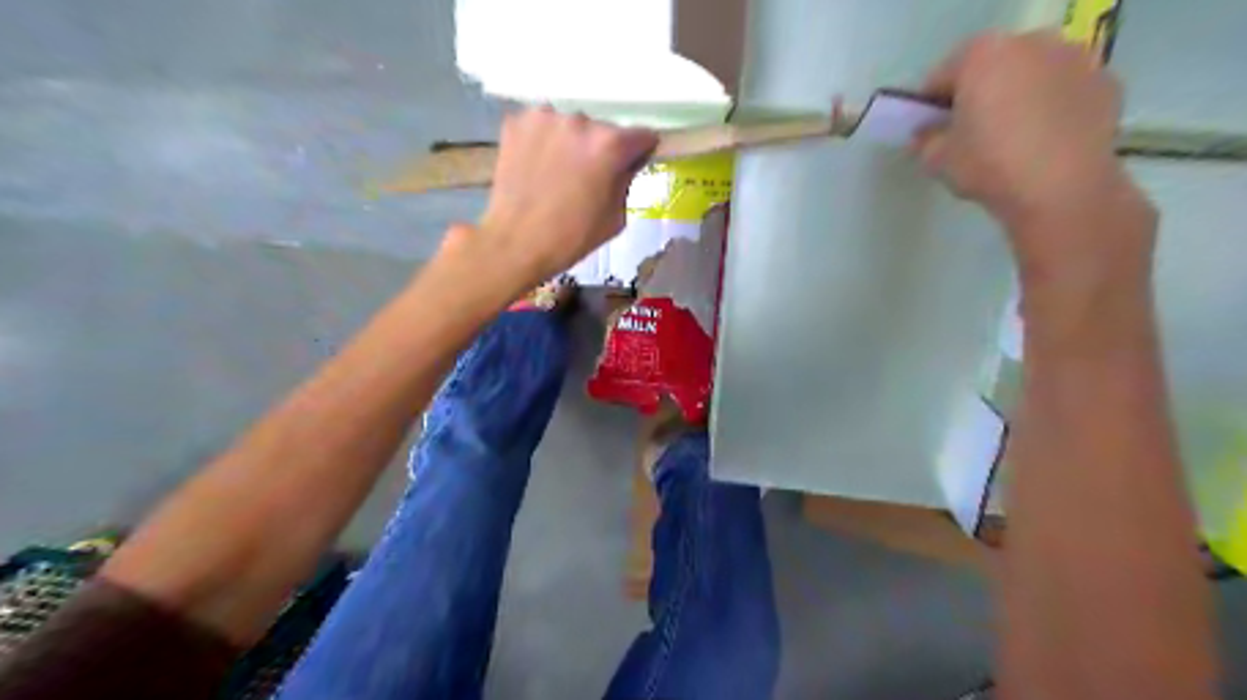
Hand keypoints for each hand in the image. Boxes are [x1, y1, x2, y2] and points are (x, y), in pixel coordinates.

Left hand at [473, 108, 654, 280]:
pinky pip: (542, 126)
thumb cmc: (572, 238)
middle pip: (603, 129)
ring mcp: (545, 117)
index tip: (630, 167)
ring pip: (571, 126)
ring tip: (559, 172)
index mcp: (610, 144)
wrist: (516, 243)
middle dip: (601, 149)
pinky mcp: (517, 122)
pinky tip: (537, 165)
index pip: (642, 136)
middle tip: (588, 177)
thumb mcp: (616, 217)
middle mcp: (581, 120)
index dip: (639, 153)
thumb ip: (626, 181)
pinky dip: (543, 141)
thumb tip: (626, 165)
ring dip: (571, 142)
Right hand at [914, 29, 1152, 287]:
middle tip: (966, 133)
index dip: (929, 106)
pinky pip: (1063, 91)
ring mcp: (1073, 59)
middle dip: (977, 94)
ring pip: (1030, 75)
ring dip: (1016, 97)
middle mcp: (1030, 44)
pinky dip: (1050, 108)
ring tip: (1008, 138)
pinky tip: (1041, 142)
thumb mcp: (937, 159)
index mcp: (982, 56)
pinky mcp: (1104, 82)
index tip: (927, 131)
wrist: (1061, 189)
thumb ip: (926, 140)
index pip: (941, 77)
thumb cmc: (989, 165)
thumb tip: (926, 135)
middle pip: (991, 67)